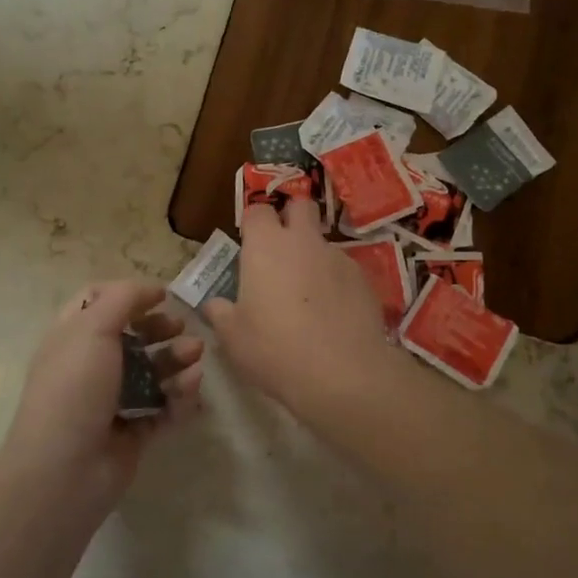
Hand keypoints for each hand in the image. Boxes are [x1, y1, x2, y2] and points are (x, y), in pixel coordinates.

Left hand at [0, 279, 204, 513]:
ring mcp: (113, 401)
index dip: (129, 295)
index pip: (98, 302)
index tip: (160, 296)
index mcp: (72, 337)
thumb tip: (152, 289)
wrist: (64, 471)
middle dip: (161, 329)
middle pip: (133, 336)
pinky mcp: (134, 432)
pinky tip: (191, 388)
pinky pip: (164, 407)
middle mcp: (91, 365)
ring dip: (177, 360)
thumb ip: (124, 299)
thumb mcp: (92, 328)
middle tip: (182, 328)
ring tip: (195, 357)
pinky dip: (180, 396)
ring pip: (153, 372)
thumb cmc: (74, 388)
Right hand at [204, 198, 392, 413]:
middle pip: (300, 205)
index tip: (249, 244)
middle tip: (281, 249)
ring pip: (322, 241)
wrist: (342, 372)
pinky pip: (343, 270)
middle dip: (291, 217)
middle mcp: (303, 240)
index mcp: (265, 245)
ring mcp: (337, 256)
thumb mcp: (233, 337)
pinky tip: (332, 314)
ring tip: (308, 295)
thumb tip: (213, 305)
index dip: (253, 223)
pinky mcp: (363, 278)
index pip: (257, 210)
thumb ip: (220, 313)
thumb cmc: (274, 348)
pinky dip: (335, 282)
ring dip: (313, 256)